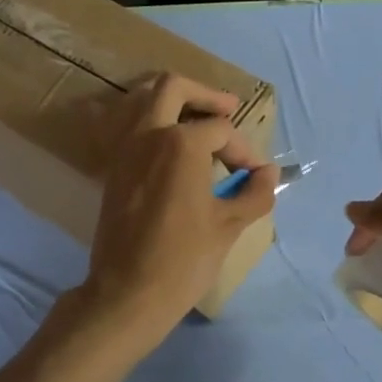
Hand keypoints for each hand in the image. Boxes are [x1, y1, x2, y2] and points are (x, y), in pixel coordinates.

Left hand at [74, 75, 277, 353]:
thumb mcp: (230, 225)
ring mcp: (124, 150)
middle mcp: (148, 134)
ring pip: (143, 101)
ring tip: (198, 120)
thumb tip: (269, 173)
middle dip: (205, 94)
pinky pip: (129, 128)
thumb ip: (255, 193)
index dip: (245, 150)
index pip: (221, 130)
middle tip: (229, 108)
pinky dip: (151, 124)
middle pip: (173, 88)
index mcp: (180, 143)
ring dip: (174, 103)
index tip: (256, 176)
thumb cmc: (183, 259)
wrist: (127, 293)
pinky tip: (171, 148)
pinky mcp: (112, 169)